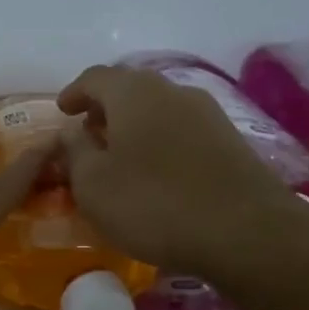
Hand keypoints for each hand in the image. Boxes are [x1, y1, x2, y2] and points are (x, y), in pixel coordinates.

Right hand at [58, 64, 289, 279]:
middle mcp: (173, 91)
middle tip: (88, 135)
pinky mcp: (230, 141)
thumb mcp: (93, 184)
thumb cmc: (154, 204)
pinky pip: (182, 131)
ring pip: (159, 110)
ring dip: (134, 127)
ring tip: (120, 157)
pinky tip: (156, 173)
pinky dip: (160, 143)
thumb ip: (74, 151)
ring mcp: (208, 114)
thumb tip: (71, 132)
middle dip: (105, 109)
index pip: (95, 77)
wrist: (246, 232)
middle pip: (130, 90)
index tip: (62, 111)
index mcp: (134, 92)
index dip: (74, 93)